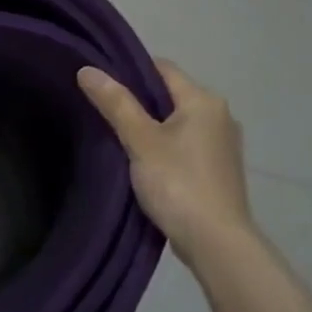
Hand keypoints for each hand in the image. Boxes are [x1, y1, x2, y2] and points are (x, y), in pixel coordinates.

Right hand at [78, 60, 256, 269]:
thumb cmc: (178, 183)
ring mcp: (223, 144)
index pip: (162, 68)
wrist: (217, 243)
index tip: (100, 84)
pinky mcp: (219, 170)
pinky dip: (165, 147)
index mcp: (204, 100)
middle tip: (102, 111)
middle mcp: (220, 115)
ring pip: (177, 122)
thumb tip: (87, 69)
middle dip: (138, 101)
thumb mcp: (140, 141)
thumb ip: (115, 104)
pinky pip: (186, 145)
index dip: (129, 70)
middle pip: (170, 95)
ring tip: (117, 138)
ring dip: (151, 127)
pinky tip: (144, 163)